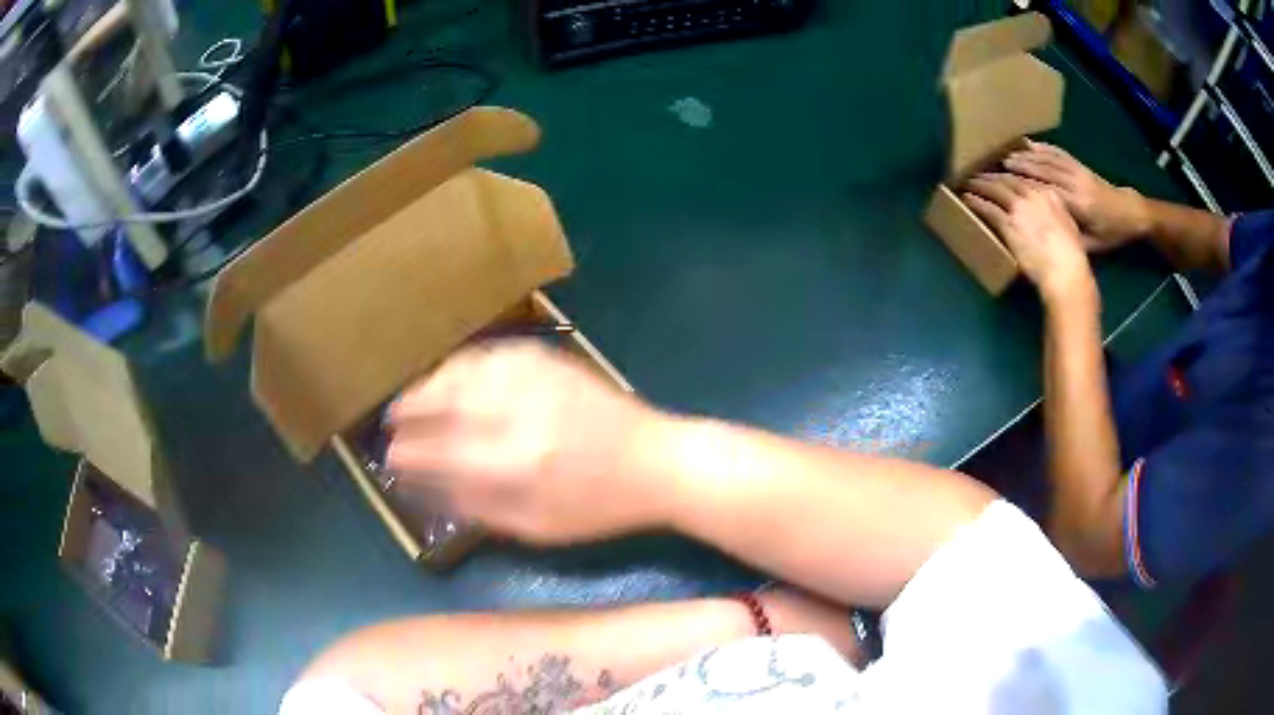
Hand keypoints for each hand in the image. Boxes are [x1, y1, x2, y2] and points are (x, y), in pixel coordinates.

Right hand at [386, 340, 671, 545]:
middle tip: (389, 419)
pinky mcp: (552, 362)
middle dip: (411, 410)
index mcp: (518, 465)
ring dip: (431, 383)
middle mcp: (521, 415)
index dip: (411, 453)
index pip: (444, 453)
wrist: (656, 462)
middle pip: (448, 404)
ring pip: (467, 373)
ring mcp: (537, 382)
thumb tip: (433, 489)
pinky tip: (451, 373)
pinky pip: (495, 355)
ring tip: (411, 397)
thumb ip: (482, 508)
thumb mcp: (540, 528)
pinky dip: (465, 364)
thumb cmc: (599, 507)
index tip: (389, 456)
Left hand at [962, 172, 1096, 303]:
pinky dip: (976, 201)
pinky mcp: (1008, 223)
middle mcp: (1032, 195)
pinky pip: (988, 207)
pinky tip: (967, 198)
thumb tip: (1050, 199)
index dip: (1009, 175)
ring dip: (980, 184)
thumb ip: (1057, 207)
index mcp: (1047, 193)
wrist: (1064, 270)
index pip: (1023, 178)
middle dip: (991, 175)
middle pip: (1007, 180)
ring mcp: (1019, 208)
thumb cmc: (1071, 254)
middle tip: (978, 173)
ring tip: (969, 182)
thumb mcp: (1069, 222)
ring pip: (995, 189)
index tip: (1000, 173)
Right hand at [1003, 140, 1148, 250]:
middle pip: (1039, 170)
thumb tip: (1045, 236)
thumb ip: (1069, 237)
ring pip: (1045, 158)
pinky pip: (1056, 152)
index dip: (1019, 187)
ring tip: (1003, 156)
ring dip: (1024, 156)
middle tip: (993, 168)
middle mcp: (1073, 182)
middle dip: (1015, 168)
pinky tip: (1027, 145)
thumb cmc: (1111, 234)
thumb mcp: (1092, 246)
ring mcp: (1076, 170)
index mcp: (1076, 203)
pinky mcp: (1078, 164)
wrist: (1130, 213)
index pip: (1041, 191)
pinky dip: (1040, 147)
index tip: (999, 186)